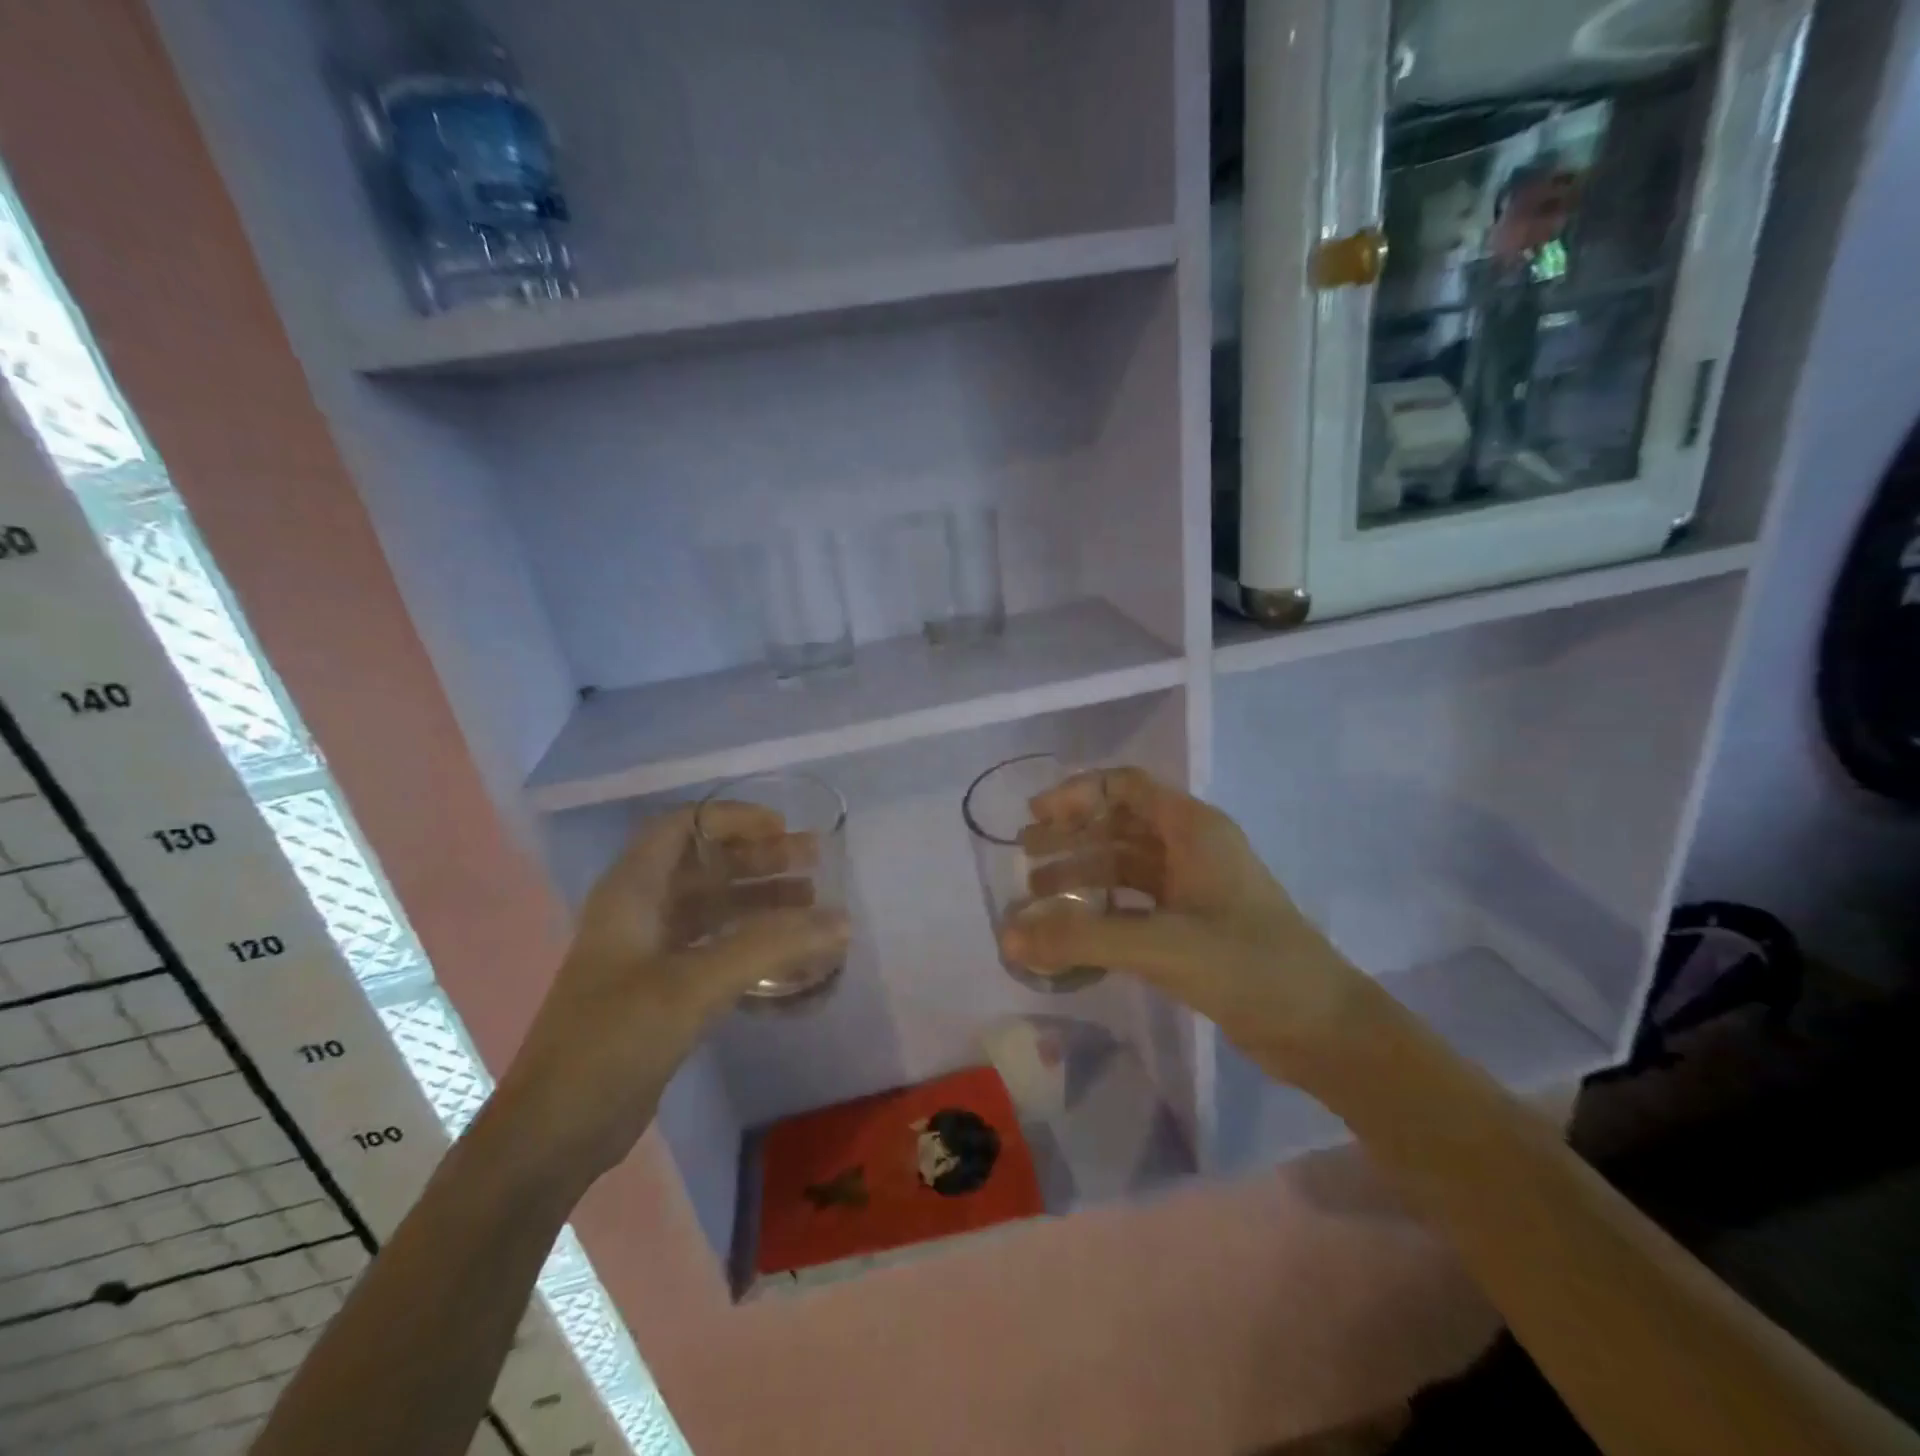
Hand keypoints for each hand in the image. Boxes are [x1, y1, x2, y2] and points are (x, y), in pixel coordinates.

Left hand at [494, 804, 848, 1190]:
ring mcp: (649, 953)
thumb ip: (769, 947)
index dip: (731, 818)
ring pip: (713, 907)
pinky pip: (714, 946)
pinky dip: (751, 940)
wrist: (556, 1131)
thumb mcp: (692, 984)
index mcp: (631, 892)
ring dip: (759, 898)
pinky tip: (786, 951)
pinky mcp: (661, 990)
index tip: (781, 828)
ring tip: (812, 899)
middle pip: (704, 865)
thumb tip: (840, 920)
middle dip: (758, 858)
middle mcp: (639, 912)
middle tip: (812, 860)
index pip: (682, 826)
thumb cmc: (614, 1040)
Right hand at [1001, 766, 1379, 1086]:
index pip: (1126, 787)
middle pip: (1119, 825)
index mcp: (1193, 829)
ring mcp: (1194, 890)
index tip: (1035, 816)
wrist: (1323, 1029)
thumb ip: (1082, 939)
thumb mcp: (1162, 946)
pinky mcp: (1194, 927)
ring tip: (1036, 896)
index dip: (1077, 793)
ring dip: (1082, 875)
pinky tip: (1074, 931)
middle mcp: (1192, 849)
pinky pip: (1135, 905)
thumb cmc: (1250, 967)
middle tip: (1024, 858)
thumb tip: (1007, 936)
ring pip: (1125, 867)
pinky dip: (1102, 911)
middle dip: (1071, 837)